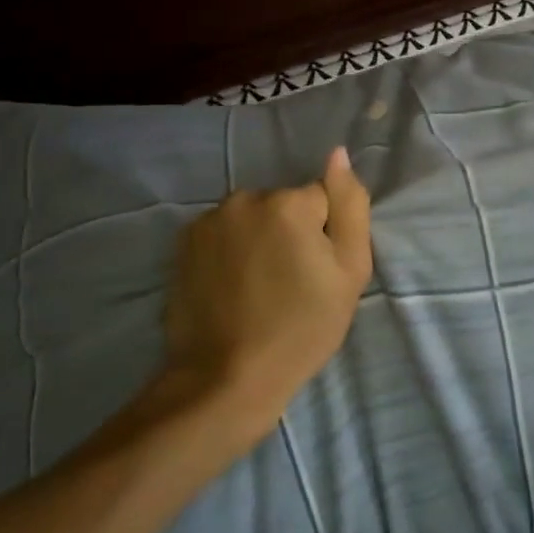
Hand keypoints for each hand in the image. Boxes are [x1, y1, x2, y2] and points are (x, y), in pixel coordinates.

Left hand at [162, 146, 372, 444]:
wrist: (225, 378)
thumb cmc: (300, 330)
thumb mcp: (349, 273)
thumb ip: (349, 206)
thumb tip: (337, 153)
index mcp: (288, 203)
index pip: (323, 200)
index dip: (325, 237)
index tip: (316, 274)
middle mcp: (245, 199)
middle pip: (285, 206)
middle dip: (291, 233)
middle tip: (290, 285)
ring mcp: (209, 219)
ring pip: (253, 219)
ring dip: (259, 240)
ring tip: (258, 289)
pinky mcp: (184, 242)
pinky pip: (224, 234)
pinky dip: (231, 252)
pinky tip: (232, 288)